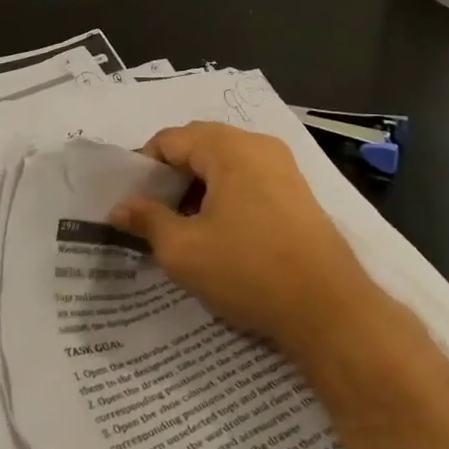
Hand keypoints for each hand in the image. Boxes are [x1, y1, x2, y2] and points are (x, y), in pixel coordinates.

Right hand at [109, 123, 377, 358]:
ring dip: (197, 187)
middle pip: (199, 145)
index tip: (132, 203)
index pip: (170, 139)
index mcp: (229, 148)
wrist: (329, 308)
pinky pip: (248, 178)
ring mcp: (283, 167)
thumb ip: (147, 220)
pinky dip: (225, 195)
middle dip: (170, 176)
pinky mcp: (297, 191)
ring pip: (224, 163)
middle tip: (153, 215)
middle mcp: (258, 145)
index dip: (143, 168)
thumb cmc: (249, 271)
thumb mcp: (184, 250)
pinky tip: (219, 232)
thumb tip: (120, 207)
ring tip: (183, 227)